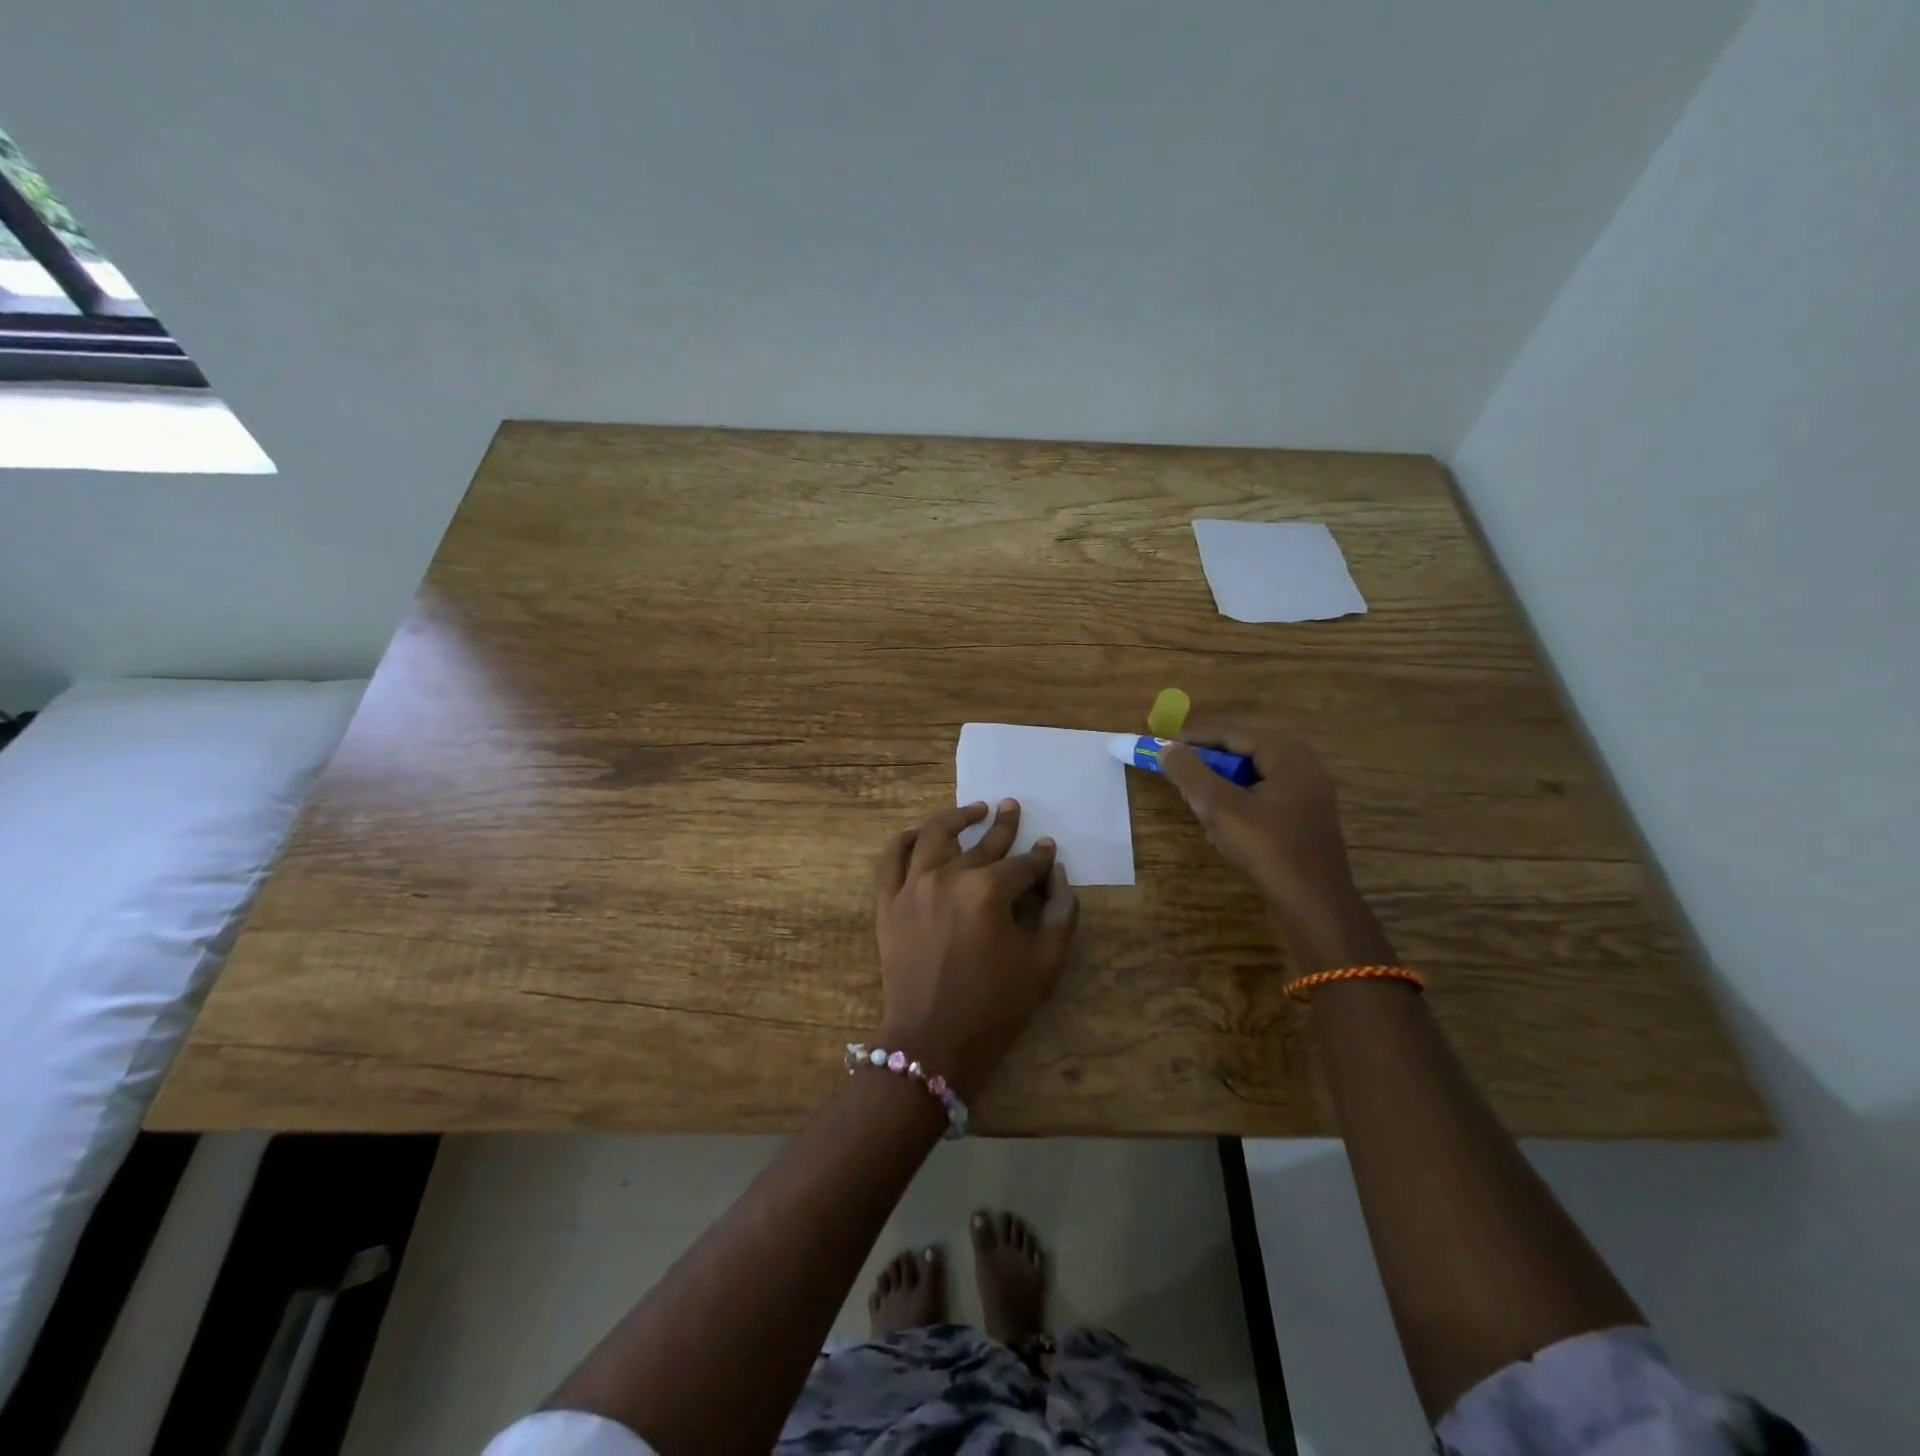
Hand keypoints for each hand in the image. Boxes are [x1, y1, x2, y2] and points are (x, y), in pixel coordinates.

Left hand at [872, 799, 1079, 1098]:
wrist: (933, 1043)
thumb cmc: (995, 1007)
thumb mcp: (1045, 965)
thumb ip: (1061, 914)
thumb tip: (1058, 875)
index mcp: (988, 891)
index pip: (1022, 865)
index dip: (1039, 858)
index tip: (1047, 849)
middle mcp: (948, 877)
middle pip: (981, 843)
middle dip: (1003, 825)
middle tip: (1012, 807)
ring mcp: (912, 886)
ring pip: (933, 836)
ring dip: (956, 818)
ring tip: (973, 809)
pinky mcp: (888, 902)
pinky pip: (891, 858)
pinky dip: (905, 839)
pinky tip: (919, 832)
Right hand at [1159, 718, 1363, 939]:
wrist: (1314, 904)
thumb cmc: (1268, 848)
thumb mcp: (1220, 807)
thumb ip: (1190, 773)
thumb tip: (1167, 749)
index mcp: (1287, 753)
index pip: (1232, 732)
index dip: (1194, 736)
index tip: (1163, 743)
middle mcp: (1302, 765)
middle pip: (1242, 752)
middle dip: (1207, 762)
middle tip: (1176, 772)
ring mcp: (1306, 793)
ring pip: (1250, 777)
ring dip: (1220, 786)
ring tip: (1197, 801)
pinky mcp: (1304, 818)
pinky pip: (1262, 797)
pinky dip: (1237, 803)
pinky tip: (1222, 826)